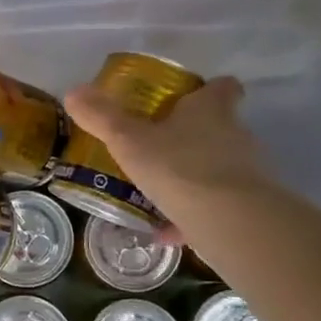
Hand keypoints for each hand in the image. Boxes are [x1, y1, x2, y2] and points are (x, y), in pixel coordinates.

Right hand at [63, 75, 271, 221]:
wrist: (229, 221)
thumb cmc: (178, 166)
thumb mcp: (128, 140)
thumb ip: (102, 117)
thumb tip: (73, 91)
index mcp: (210, 110)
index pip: (222, 88)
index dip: (209, 89)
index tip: (192, 95)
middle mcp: (235, 135)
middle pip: (220, 127)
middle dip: (193, 135)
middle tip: (160, 144)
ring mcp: (246, 173)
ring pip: (218, 168)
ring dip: (193, 177)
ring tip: (158, 191)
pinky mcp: (247, 209)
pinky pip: (215, 207)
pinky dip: (192, 216)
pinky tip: (165, 232)